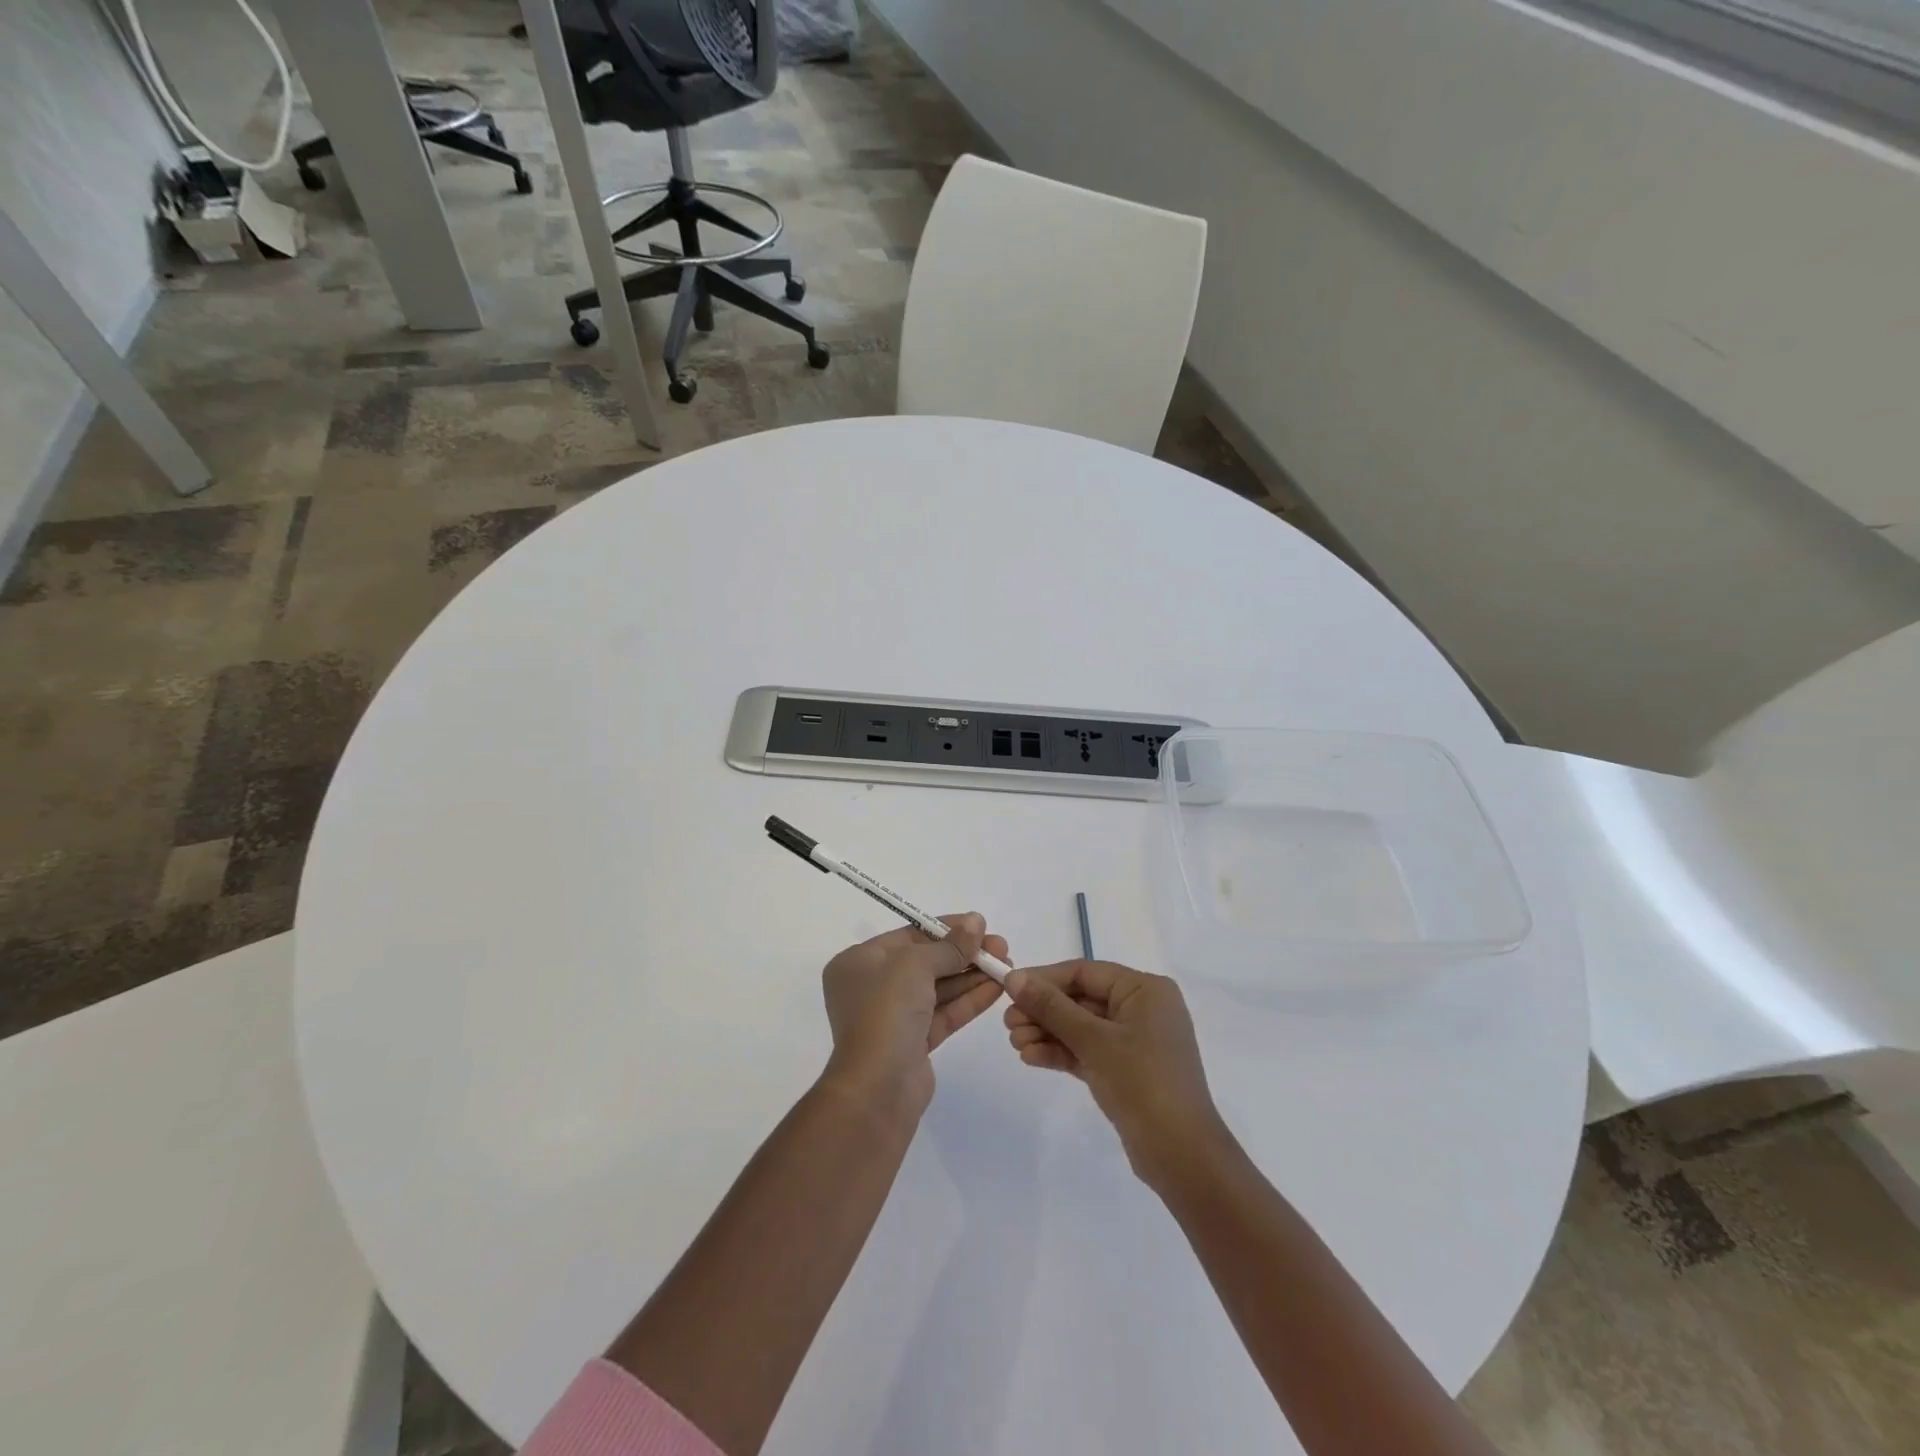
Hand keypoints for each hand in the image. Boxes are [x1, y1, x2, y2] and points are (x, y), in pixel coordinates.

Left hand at [821, 914, 1007, 1112]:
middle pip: (926, 961)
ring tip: (1007, 965)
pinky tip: (997, 988)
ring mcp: (893, 1017)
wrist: (877, 1088)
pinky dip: (969, 1000)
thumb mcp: (915, 965)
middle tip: (1001, 947)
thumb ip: (949, 946)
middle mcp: (872, 987)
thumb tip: (976, 921)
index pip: (909, 936)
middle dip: (964, 954)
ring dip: (972, 976)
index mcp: (859, 962)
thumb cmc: (886, 1010)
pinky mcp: (914, 1044)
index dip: (946, 928)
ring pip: (938, 989)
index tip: (980, 924)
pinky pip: (944, 1013)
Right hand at [1004, 960, 1228, 1191]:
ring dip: (1047, 1032)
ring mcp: (1133, 1041)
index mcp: (1144, 990)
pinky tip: (1030, 1057)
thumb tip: (1014, 977)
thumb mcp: (1094, 1040)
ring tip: (1015, 1043)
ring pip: (1080, 1027)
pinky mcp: (1124, 1070)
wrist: (1182, 1157)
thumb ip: (1052, 1007)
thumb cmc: (1143, 1083)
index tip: (1008, 988)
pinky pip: (1086, 1050)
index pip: (1085, 972)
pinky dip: (1060, 1052)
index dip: (1045, 979)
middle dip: (1043, 1011)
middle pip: (1080, 999)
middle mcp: (1141, 1008)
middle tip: (1008, 1023)